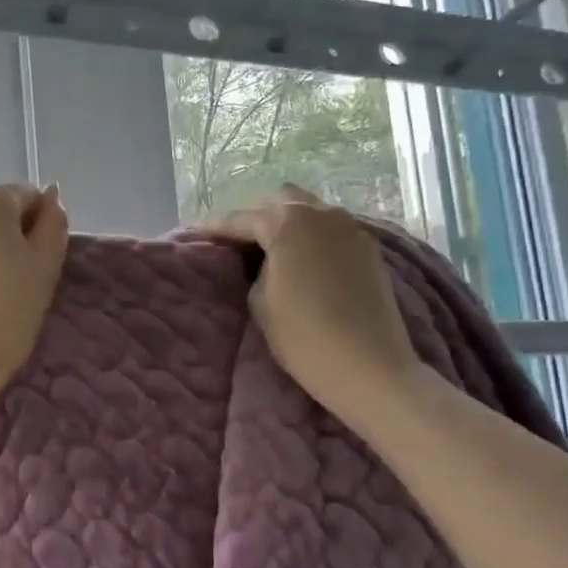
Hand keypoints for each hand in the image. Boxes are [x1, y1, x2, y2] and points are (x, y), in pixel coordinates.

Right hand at [204, 185, 420, 417]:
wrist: (370, 367)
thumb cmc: (304, 336)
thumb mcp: (260, 301)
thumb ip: (255, 269)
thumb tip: (262, 260)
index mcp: (288, 223)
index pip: (242, 219)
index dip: (216, 227)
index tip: (197, 233)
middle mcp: (321, 214)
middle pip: (281, 200)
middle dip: (256, 215)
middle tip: (237, 239)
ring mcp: (350, 229)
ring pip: (310, 211)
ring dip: (286, 222)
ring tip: (268, 247)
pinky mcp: (368, 250)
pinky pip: (330, 229)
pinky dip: (310, 235)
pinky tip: (301, 257)